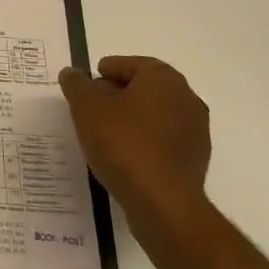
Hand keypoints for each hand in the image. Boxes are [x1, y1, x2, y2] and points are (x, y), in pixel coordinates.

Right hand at [59, 55, 212, 248]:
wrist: (164, 205)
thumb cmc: (124, 144)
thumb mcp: (86, 107)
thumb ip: (76, 85)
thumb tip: (72, 73)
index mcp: (164, 78)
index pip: (130, 64)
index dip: (105, 72)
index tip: (86, 87)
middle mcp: (186, 99)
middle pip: (144, 88)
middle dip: (117, 95)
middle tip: (90, 108)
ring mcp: (196, 132)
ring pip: (155, 115)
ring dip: (131, 120)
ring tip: (103, 135)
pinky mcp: (195, 161)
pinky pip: (163, 141)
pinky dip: (143, 142)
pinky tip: (123, 157)